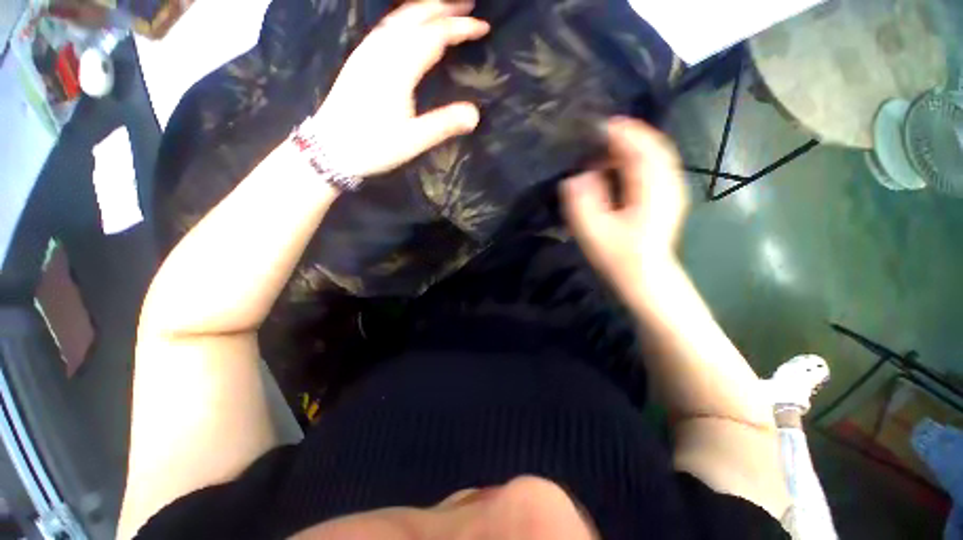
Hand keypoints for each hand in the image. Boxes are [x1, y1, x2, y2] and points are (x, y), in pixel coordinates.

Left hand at [307, 0, 489, 177]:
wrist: (330, 148)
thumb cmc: (373, 145)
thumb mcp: (412, 140)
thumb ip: (443, 124)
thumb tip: (475, 114)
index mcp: (398, 67)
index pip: (435, 35)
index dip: (461, 27)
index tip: (483, 27)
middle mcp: (382, 50)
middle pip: (416, 16)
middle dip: (444, 6)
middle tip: (468, 5)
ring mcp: (367, 51)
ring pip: (399, 16)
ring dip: (424, 7)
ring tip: (444, 8)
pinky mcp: (359, 59)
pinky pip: (386, 26)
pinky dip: (404, 17)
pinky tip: (409, 24)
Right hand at [561, 118, 689, 297]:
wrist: (644, 276)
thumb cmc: (617, 256)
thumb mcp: (592, 230)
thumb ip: (582, 199)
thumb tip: (578, 176)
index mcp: (651, 189)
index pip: (640, 147)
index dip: (619, 132)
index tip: (596, 125)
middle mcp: (668, 183)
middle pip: (653, 145)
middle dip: (627, 135)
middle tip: (598, 136)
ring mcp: (671, 190)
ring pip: (656, 155)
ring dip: (632, 147)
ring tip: (605, 150)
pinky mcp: (667, 197)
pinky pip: (655, 167)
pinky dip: (638, 160)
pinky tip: (620, 168)